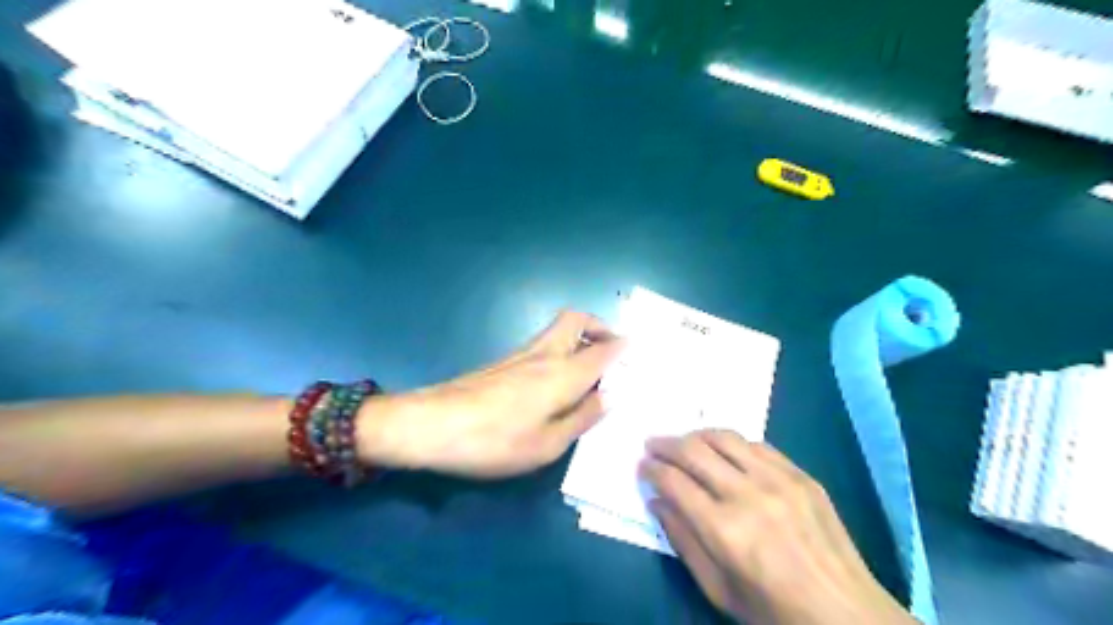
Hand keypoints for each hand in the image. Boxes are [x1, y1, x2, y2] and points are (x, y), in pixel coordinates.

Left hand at [361, 309, 621, 477]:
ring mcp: (521, 355)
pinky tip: (559, 382)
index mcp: (563, 373)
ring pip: (559, 329)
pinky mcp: (504, 362)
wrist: (432, 425)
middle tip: (611, 351)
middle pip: (576, 319)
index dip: (623, 346)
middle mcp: (545, 354)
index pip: (603, 349)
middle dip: (599, 326)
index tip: (637, 351)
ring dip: (580, 338)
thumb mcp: (547, 444)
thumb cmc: (495, 441)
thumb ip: (582, 418)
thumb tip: (610, 397)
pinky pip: (544, 344)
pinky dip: (562, 350)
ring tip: (591, 370)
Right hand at [641, 430, 917, 624]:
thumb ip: (682, 540)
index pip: (674, 482)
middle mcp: (748, 494)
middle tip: (652, 444)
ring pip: (724, 438)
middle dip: (666, 444)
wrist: (847, 615)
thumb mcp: (718, 589)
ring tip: (683, 441)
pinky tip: (724, 452)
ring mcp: (778, 480)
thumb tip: (656, 501)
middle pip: (694, 451)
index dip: (652, 469)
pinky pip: (757, 444)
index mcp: (724, 530)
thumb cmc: (774, 611)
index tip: (641, 465)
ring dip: (696, 435)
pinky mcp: (801, 475)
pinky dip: (732, 443)